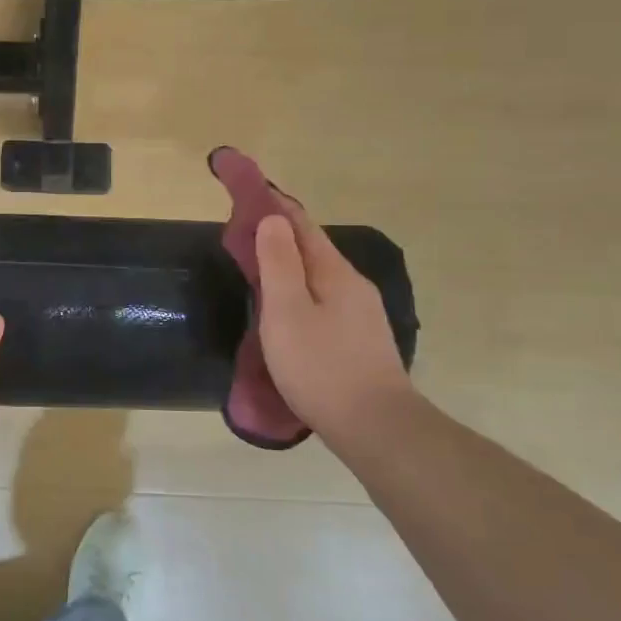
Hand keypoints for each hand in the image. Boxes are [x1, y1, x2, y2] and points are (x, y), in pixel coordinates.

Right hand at [254, 206, 416, 444]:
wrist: (375, 428)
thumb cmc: (321, 367)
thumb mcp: (287, 313)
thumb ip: (279, 264)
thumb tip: (273, 219)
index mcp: (335, 273)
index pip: (302, 226)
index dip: (274, 206)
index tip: (249, 192)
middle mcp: (353, 286)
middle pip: (313, 250)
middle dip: (280, 236)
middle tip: (244, 233)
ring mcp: (361, 314)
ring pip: (319, 277)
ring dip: (290, 266)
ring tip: (259, 268)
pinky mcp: (360, 340)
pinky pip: (324, 300)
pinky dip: (300, 292)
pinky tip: (289, 309)